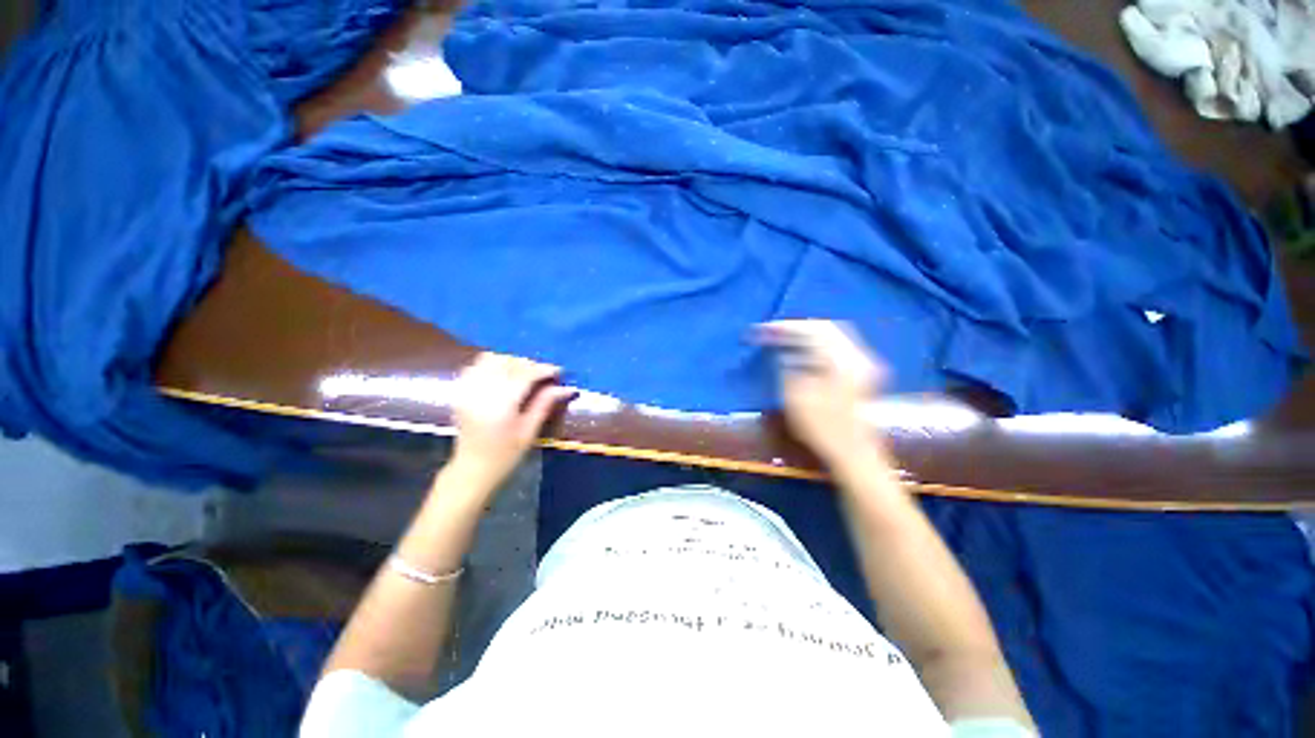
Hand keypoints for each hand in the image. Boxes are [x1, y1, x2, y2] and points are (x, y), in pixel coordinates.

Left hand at [447, 353, 575, 489]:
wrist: (471, 470)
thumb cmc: (505, 456)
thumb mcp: (529, 432)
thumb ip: (545, 404)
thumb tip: (566, 388)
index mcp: (500, 405)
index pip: (524, 375)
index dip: (543, 369)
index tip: (559, 371)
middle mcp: (481, 392)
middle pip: (508, 363)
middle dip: (529, 364)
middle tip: (545, 374)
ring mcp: (467, 390)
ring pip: (491, 359)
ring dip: (511, 361)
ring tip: (525, 372)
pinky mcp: (461, 391)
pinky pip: (476, 366)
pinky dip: (493, 364)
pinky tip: (505, 373)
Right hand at [756, 320, 885, 466]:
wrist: (854, 454)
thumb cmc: (822, 428)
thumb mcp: (796, 396)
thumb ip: (787, 366)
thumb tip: (782, 350)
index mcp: (842, 360)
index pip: (811, 329)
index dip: (784, 327)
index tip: (762, 330)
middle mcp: (857, 355)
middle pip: (825, 327)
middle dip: (796, 327)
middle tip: (772, 332)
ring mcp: (863, 363)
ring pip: (833, 335)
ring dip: (806, 334)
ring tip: (783, 339)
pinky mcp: (862, 372)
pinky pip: (838, 346)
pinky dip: (817, 344)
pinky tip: (802, 351)